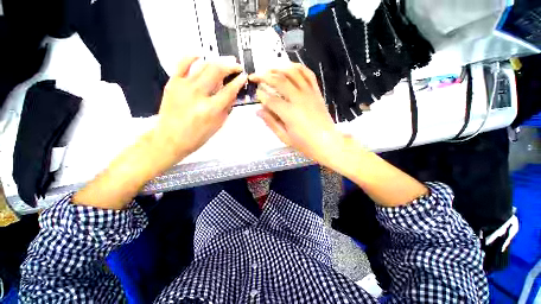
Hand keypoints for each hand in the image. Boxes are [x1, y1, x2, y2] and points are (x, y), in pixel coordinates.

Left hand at [154, 57, 246, 162]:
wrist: (170, 138)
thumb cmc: (197, 136)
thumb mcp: (218, 124)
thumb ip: (227, 107)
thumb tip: (233, 93)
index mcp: (211, 109)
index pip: (229, 90)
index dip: (238, 82)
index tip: (243, 76)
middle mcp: (198, 95)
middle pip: (216, 72)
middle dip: (230, 66)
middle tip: (236, 65)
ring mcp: (183, 87)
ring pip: (203, 66)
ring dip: (216, 61)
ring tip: (224, 61)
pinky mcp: (172, 83)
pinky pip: (182, 64)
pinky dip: (191, 57)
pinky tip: (200, 56)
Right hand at [249, 64, 343, 165]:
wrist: (327, 142)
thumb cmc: (305, 144)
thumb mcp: (285, 137)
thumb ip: (271, 123)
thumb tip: (259, 111)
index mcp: (289, 113)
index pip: (270, 99)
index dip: (261, 95)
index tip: (256, 94)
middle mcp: (299, 99)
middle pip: (279, 81)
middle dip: (264, 76)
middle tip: (255, 76)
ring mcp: (309, 93)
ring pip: (292, 73)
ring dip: (278, 68)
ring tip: (269, 70)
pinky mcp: (316, 92)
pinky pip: (308, 74)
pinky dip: (298, 67)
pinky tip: (289, 68)